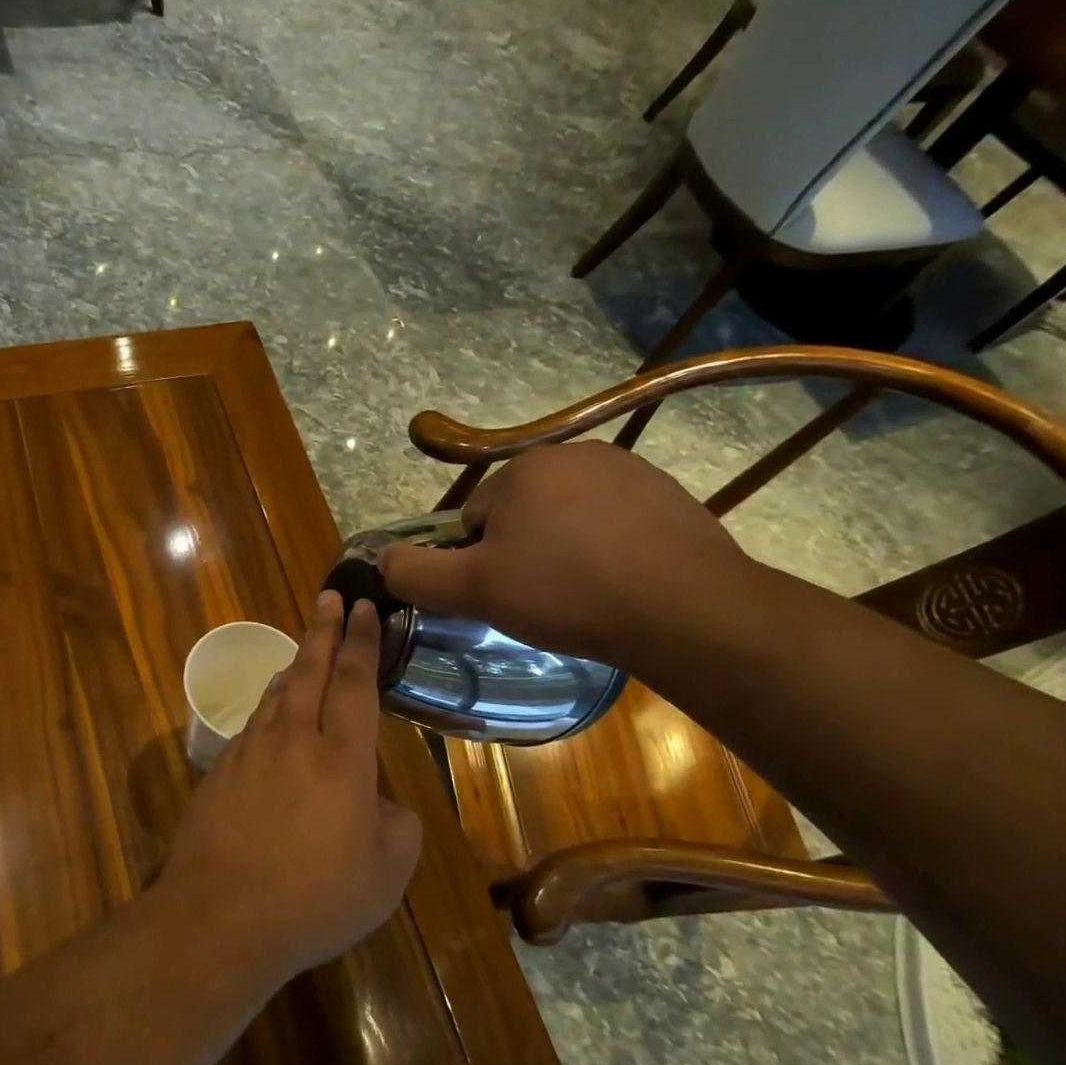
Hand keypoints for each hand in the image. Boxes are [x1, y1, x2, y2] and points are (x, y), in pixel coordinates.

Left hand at [163, 592, 422, 980]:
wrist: (219, 916)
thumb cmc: (314, 898)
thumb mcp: (386, 874)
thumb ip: (397, 826)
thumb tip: (382, 803)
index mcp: (341, 758)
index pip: (355, 682)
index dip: (362, 641)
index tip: (365, 608)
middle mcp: (293, 740)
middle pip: (310, 670)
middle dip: (323, 629)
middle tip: (329, 596)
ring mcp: (249, 752)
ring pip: (276, 693)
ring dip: (294, 665)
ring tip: (304, 649)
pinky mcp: (219, 772)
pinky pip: (252, 725)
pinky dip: (269, 707)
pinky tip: (271, 715)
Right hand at [377, 441, 755, 672]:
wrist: (684, 609)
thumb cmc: (566, 593)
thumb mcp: (473, 591)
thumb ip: (415, 574)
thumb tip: (381, 559)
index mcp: (523, 468)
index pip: (472, 521)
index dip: (479, 564)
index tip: (505, 595)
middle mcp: (573, 454)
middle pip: (518, 516)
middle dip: (521, 555)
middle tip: (542, 600)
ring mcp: (627, 471)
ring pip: (564, 521)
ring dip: (562, 554)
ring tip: (583, 596)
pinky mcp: (666, 495)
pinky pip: (610, 525)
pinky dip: (605, 551)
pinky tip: (619, 584)